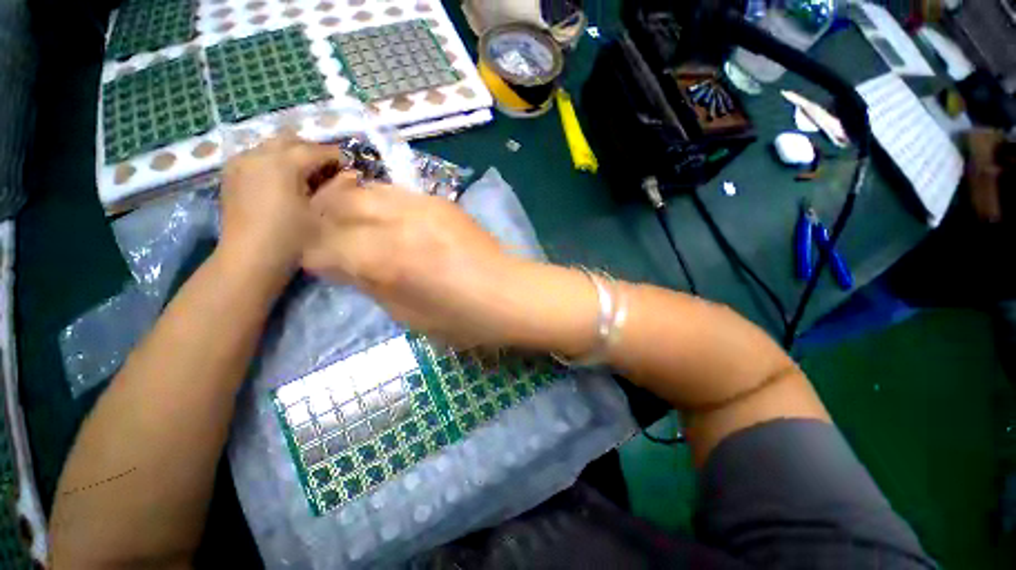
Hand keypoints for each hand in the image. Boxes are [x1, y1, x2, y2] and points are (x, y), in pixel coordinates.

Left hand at [217, 135, 343, 287]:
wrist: (251, 256)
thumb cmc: (292, 236)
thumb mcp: (320, 212)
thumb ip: (336, 188)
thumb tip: (351, 174)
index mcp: (283, 164)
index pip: (314, 150)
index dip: (334, 155)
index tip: (348, 164)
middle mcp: (259, 155)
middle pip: (290, 140)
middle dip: (311, 149)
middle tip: (327, 166)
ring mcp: (241, 163)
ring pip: (271, 145)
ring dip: (291, 153)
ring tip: (304, 172)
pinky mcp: (231, 174)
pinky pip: (256, 155)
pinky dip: (273, 160)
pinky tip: (281, 178)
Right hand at [304, 172, 530, 345]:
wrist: (507, 293)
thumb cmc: (460, 317)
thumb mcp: (406, 315)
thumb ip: (369, 285)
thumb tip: (345, 266)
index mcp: (382, 260)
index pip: (321, 246)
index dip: (316, 258)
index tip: (326, 267)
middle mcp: (395, 222)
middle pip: (336, 204)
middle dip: (325, 222)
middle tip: (335, 240)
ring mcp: (420, 205)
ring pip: (365, 189)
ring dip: (352, 206)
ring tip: (360, 226)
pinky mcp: (440, 200)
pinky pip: (396, 192)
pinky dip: (382, 203)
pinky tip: (392, 220)